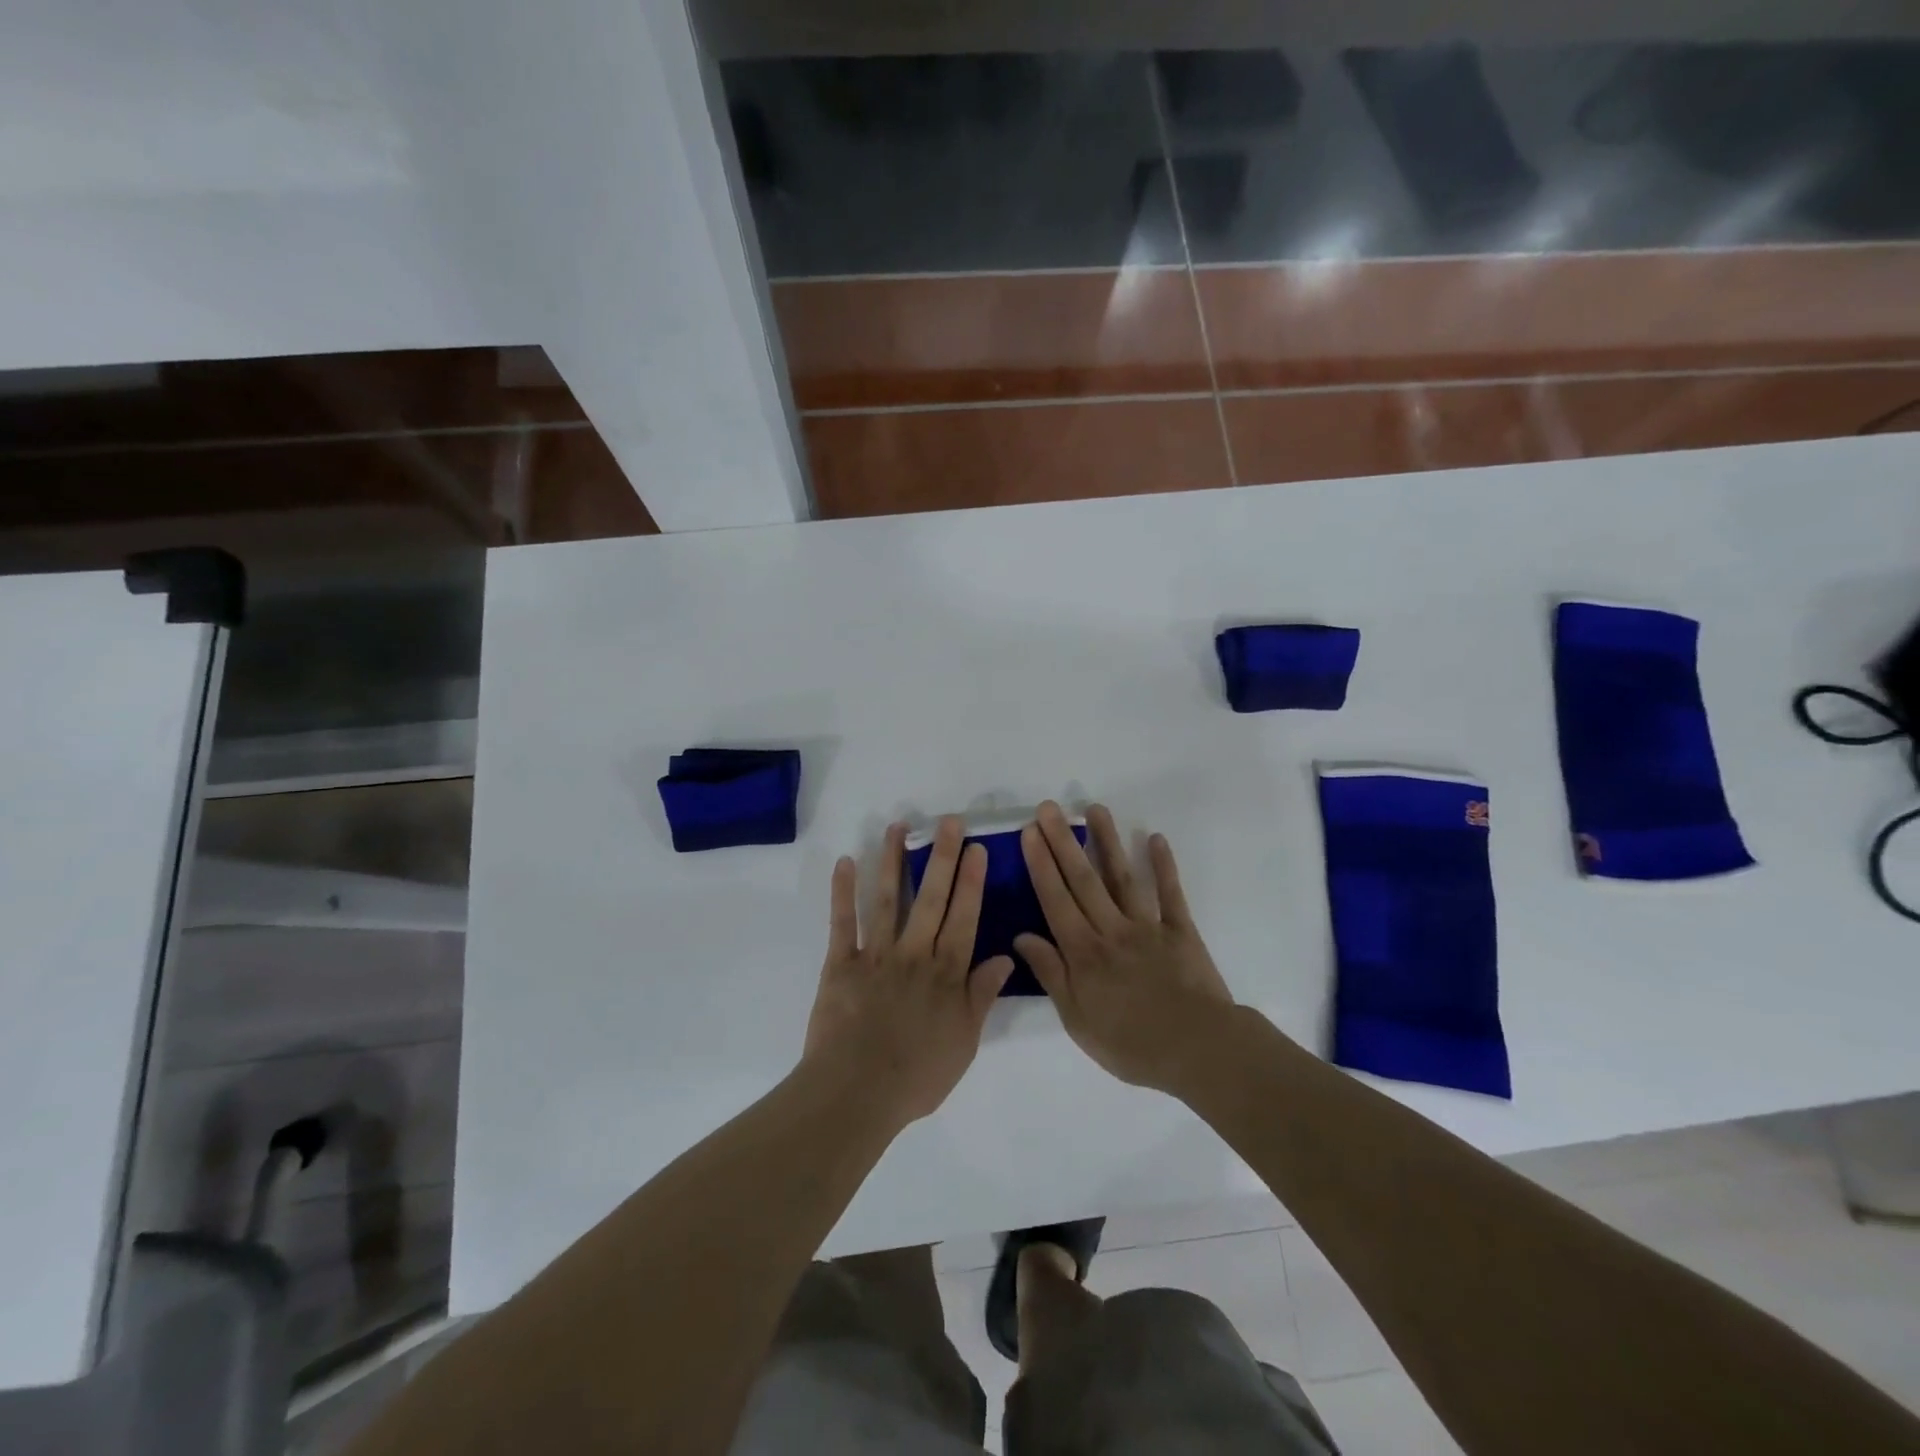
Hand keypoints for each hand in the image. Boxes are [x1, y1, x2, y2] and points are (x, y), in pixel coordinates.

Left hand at [803, 818, 1014, 1130]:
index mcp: (946, 974)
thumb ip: (982, 996)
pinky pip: (842, 923)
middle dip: (942, 858)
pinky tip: (845, 862)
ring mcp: (876, 956)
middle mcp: (914, 954)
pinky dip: (842, 892)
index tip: (977, 849)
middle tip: (949, 822)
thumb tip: (1006, 957)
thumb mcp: (964, 1043)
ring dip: (891, 861)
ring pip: (886, 899)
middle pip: (931, 899)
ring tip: (897, 827)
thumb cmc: (917, 1076)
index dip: (971, 883)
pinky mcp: (840, 964)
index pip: (964, 919)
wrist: (857, 1092)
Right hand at [1018, 802, 1234, 1095]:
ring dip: (1107, 841)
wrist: (1197, 1051)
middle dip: (1063, 842)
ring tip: (1094, 809)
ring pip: (1122, 877)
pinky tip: (1155, 838)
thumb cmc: (1131, 1044)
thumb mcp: (1077, 1019)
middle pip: (1083, 880)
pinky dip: (1163, 866)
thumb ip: (1051, 974)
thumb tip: (1021, 937)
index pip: (1055, 900)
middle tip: (1050, 808)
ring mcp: (1148, 926)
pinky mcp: (1181, 931)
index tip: (1030, 832)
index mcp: (1083, 952)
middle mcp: (1111, 929)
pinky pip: (1170, 894)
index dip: (1041, 864)